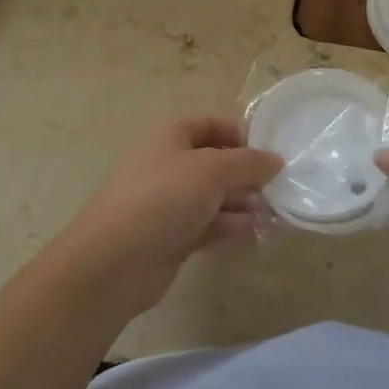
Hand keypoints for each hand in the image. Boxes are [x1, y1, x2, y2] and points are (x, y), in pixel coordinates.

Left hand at [48, 116, 282, 317]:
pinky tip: (255, 233)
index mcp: (169, 138)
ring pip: (213, 197)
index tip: (266, 153)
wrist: (112, 264)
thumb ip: (249, 162)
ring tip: (273, 214)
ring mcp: (167, 204)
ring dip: (243, 203)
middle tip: (276, 188)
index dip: (238, 134)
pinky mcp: (171, 237)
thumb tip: (275, 161)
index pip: (209, 124)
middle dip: (246, 174)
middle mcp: (167, 166)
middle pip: (214, 162)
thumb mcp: (212, 170)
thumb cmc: (162, 200)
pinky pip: (208, 225)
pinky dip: (231, 226)